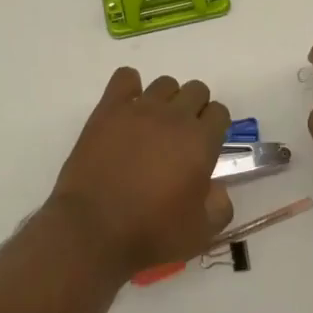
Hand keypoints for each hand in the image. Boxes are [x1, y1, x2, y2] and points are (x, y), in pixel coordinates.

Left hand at [49, 67, 234, 277]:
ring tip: (153, 127)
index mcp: (200, 141)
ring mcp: (139, 109)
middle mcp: (174, 116)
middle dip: (195, 109)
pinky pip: (125, 78)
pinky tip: (127, 109)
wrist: (93, 230)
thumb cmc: (151, 234)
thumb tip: (216, 187)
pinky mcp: (108, 110)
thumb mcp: (200, 233)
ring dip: (166, 100)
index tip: (205, 147)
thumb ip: (219, 206)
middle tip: (181, 138)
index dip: (215, 128)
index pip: (220, 112)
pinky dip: (130, 87)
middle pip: (196, 90)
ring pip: (165, 83)